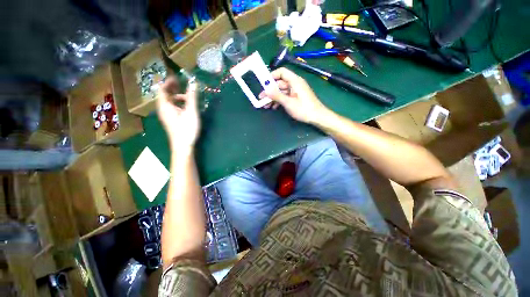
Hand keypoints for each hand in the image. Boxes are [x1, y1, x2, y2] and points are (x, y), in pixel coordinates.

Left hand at [157, 76, 199, 150]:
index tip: (177, 77)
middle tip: (182, 83)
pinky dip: (178, 103)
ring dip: (177, 96)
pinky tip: (187, 106)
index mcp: (165, 106)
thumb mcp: (191, 112)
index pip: (162, 89)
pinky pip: (172, 107)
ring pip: (169, 102)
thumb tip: (193, 83)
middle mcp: (163, 109)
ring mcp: (167, 116)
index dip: (168, 82)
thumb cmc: (187, 128)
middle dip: (173, 88)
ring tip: (188, 95)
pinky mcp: (171, 120)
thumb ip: (192, 97)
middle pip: (165, 95)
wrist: (183, 146)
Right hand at [260, 67, 328, 123]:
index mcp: (295, 81)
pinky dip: (279, 100)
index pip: (282, 72)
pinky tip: (273, 107)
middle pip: (280, 83)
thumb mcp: (288, 103)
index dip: (272, 76)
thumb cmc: (304, 109)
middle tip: (261, 98)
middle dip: (270, 90)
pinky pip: (285, 96)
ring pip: (281, 91)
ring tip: (265, 105)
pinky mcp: (296, 97)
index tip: (264, 84)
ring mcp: (295, 91)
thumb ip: (277, 96)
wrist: (317, 117)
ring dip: (273, 97)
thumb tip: (265, 90)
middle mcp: (295, 84)